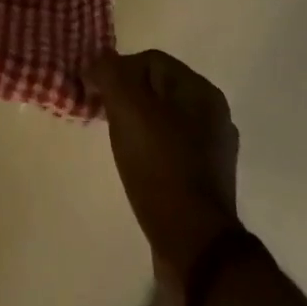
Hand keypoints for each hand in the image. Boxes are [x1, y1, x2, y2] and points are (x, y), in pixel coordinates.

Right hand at [86, 49, 242, 296]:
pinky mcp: (205, 177)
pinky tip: (136, 164)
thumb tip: (98, 61)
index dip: (117, 70)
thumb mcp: (128, 109)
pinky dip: (149, 148)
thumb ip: (110, 73)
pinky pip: (169, 147)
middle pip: (156, 88)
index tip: (94, 93)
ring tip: (116, 141)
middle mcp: (213, 113)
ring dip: (136, 122)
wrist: (194, 244)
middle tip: (101, 115)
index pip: (150, 61)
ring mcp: (212, 147)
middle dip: (125, 96)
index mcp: (201, 90)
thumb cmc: (160, 166)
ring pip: (162, 118)